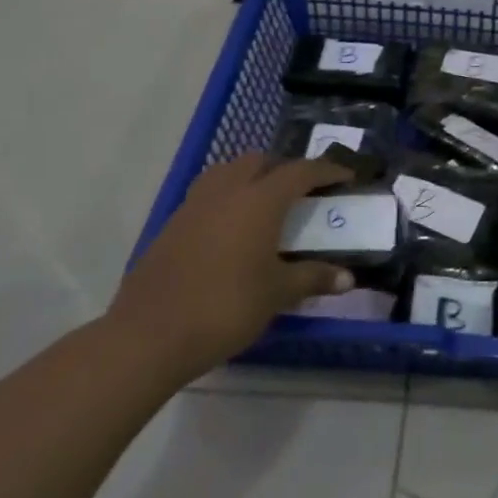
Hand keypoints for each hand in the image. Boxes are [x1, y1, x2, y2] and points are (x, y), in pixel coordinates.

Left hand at [105, 153, 353, 379]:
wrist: (150, 336)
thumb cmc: (226, 307)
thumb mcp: (278, 293)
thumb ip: (314, 278)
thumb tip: (348, 279)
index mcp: (258, 201)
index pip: (299, 172)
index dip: (327, 171)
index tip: (346, 177)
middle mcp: (225, 193)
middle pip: (258, 162)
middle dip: (284, 169)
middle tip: (303, 193)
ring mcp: (192, 207)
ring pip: (225, 174)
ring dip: (250, 179)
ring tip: (266, 205)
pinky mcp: (170, 228)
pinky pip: (206, 198)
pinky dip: (226, 201)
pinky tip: (233, 232)